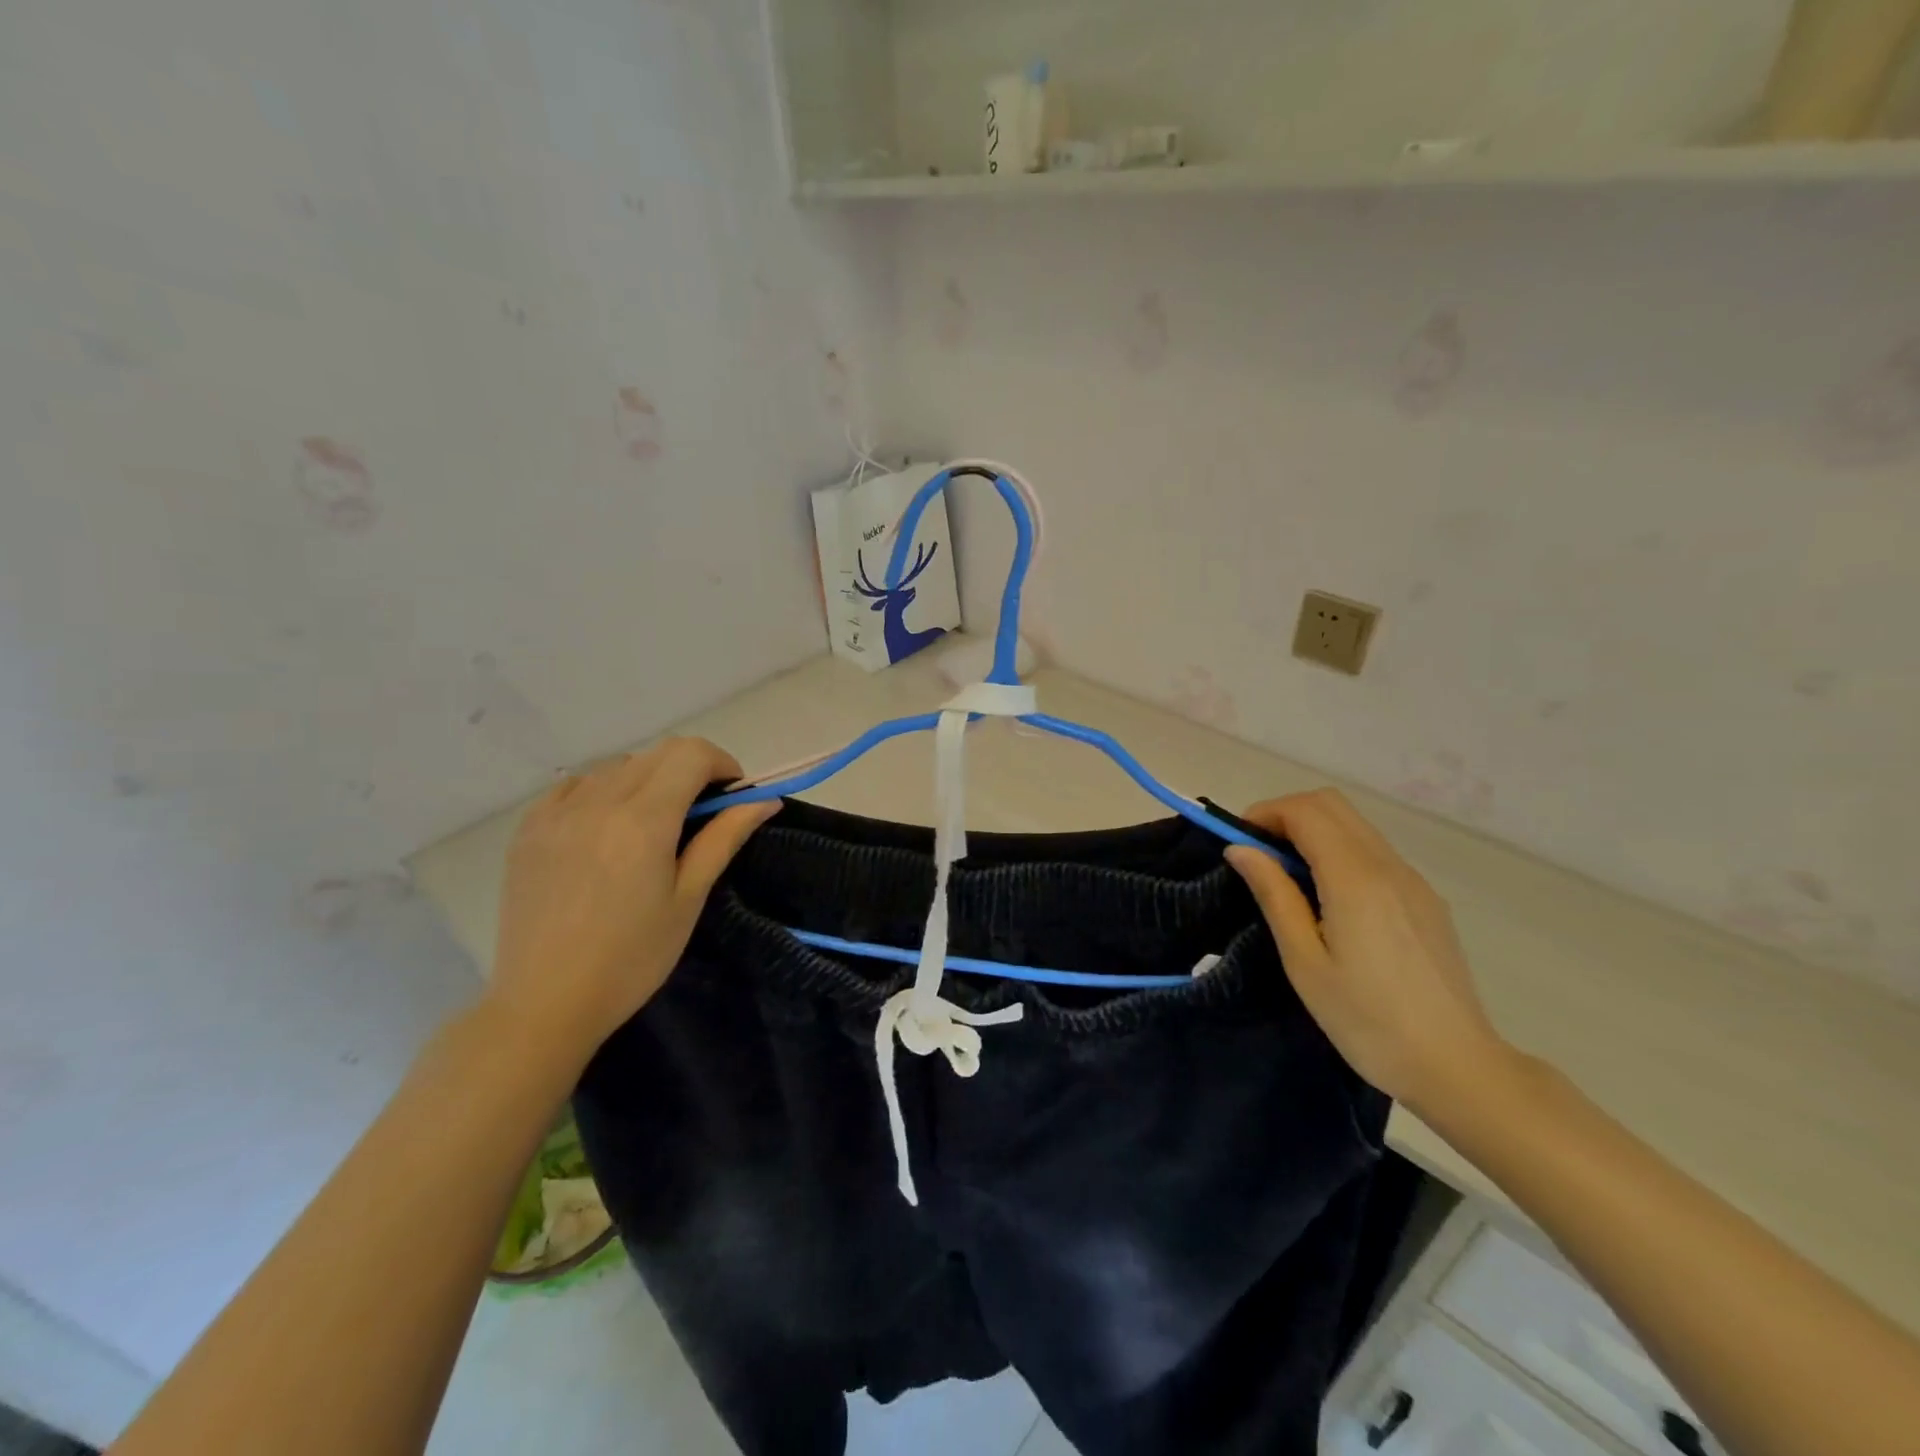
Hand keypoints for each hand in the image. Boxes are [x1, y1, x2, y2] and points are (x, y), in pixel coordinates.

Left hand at [485, 738, 779, 1065]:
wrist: (544, 1004)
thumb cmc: (632, 959)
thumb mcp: (688, 899)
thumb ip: (724, 838)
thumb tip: (765, 800)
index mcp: (643, 821)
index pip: (691, 754)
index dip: (721, 764)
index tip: (731, 796)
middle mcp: (598, 802)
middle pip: (657, 753)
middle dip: (690, 770)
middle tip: (700, 814)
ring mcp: (556, 812)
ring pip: (618, 765)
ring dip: (648, 779)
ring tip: (651, 825)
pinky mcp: (529, 828)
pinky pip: (576, 784)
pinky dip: (603, 791)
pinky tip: (606, 828)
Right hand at [1224, 788, 1506, 1113]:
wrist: (1456, 1066)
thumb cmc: (1367, 1020)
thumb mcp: (1305, 962)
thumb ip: (1274, 895)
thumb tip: (1241, 848)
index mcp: (1355, 879)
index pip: (1306, 811)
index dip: (1265, 814)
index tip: (1239, 843)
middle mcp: (1388, 866)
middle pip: (1332, 805)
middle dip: (1287, 815)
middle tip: (1259, 855)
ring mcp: (1412, 880)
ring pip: (1355, 825)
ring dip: (1313, 831)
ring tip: (1287, 878)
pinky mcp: (1424, 898)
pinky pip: (1373, 851)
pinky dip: (1339, 851)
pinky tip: (1327, 898)